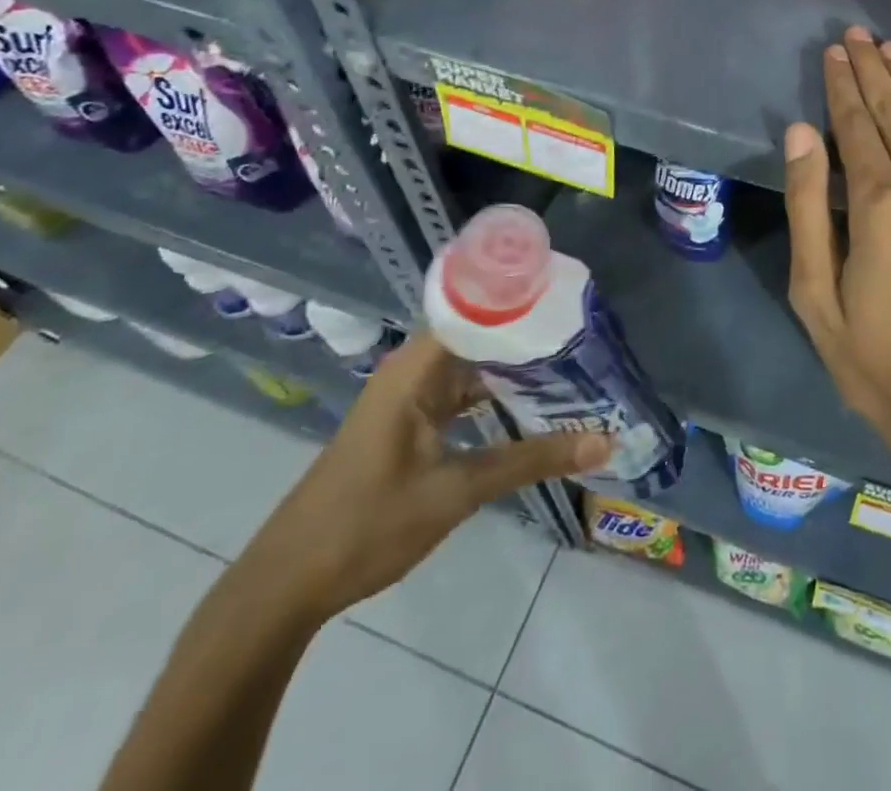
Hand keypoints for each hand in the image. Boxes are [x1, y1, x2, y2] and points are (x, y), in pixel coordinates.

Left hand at [243, 335, 608, 620]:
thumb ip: (531, 461)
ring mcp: (408, 397)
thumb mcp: (457, 491)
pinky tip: (531, 408)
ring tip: (572, 369)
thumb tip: (605, 441)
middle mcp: (413, 370)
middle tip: (587, 342)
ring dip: (515, 371)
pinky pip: (460, 394)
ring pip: (473, 367)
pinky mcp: (407, 423)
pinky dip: (494, 397)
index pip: (481, 311)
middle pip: (481, 336)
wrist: (286, 585)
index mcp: (417, 367)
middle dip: (532, 340)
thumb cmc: (368, 525)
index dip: (527, 305)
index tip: (573, 306)